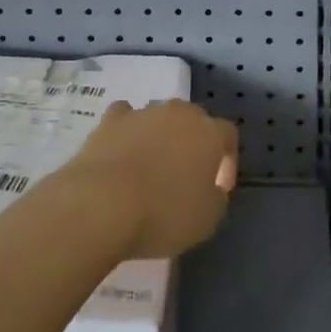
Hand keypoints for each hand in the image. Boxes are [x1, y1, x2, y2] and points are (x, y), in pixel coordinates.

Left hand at [66, 99, 238, 259]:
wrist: (102, 204)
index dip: (227, 160)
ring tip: (149, 168)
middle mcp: (179, 113)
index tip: (218, 188)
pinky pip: (126, 118)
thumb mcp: (208, 219)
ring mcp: (143, 112)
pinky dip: (127, 131)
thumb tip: (210, 186)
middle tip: (185, 176)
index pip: (228, 135)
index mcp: (209, 132)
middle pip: (193, 120)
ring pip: (159, 118)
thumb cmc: (163, 213)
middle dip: (193, 144)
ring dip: (160, 137)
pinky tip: (122, 150)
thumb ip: (216, 196)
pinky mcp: (110, 120)